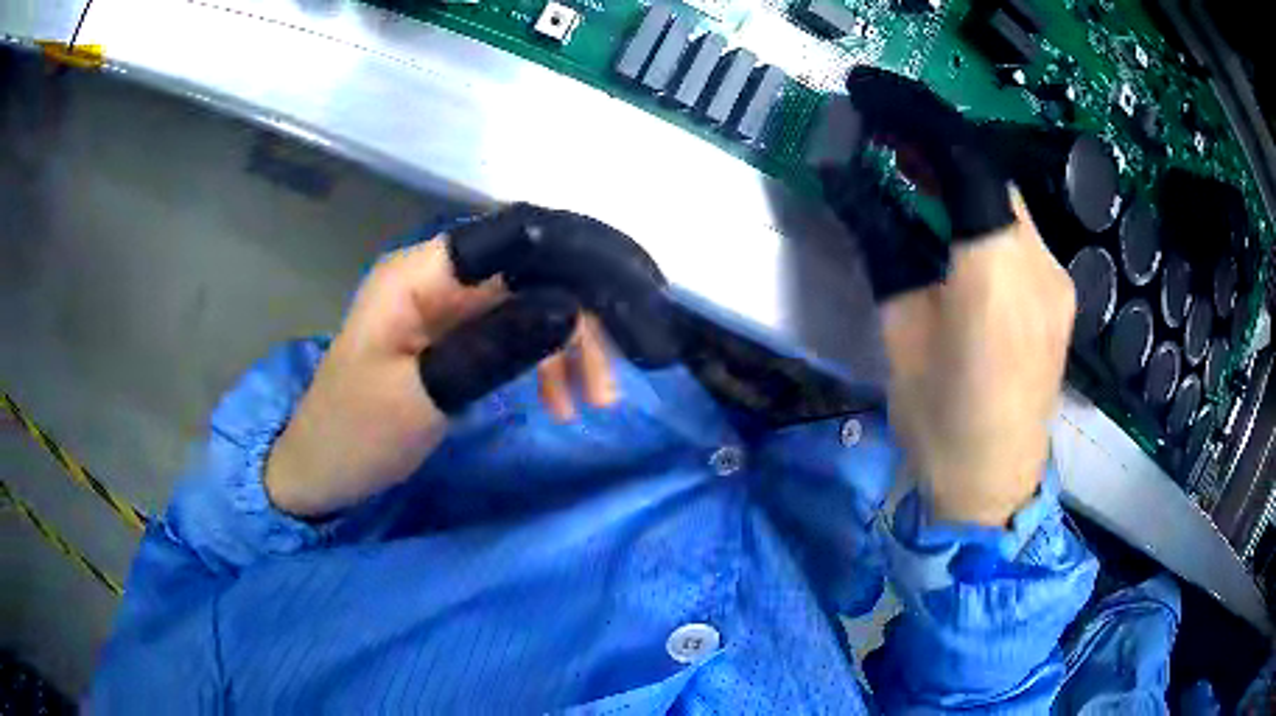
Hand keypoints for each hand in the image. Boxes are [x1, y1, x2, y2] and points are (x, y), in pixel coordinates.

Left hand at [265, 237, 617, 518]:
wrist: (320, 472)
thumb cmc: (357, 434)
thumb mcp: (423, 395)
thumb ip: (494, 348)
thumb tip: (570, 308)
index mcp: (419, 274)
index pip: (509, 238)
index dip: (569, 259)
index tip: (620, 305)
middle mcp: (437, 279)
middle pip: (527, 273)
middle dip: (577, 320)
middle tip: (609, 382)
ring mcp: (446, 310)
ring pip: (528, 306)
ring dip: (567, 348)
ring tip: (594, 403)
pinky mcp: (453, 340)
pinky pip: (513, 336)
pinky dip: (543, 364)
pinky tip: (560, 402)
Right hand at [831, 69, 1072, 525]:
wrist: (996, 483)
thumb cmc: (939, 420)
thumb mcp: (898, 330)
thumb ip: (882, 242)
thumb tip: (846, 179)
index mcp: (995, 272)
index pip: (961, 158)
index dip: (913, 115)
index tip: (869, 94)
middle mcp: (1040, 262)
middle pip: (987, 171)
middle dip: (934, 140)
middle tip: (882, 132)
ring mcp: (1059, 279)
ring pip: (1004, 198)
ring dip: (956, 173)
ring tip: (910, 168)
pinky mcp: (1061, 295)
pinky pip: (1019, 231)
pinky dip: (980, 209)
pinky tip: (953, 221)